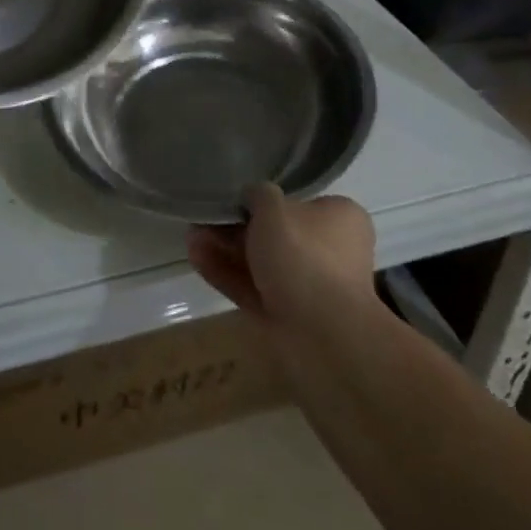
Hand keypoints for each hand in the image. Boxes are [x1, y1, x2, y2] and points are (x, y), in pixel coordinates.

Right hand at [187, 184, 375, 324]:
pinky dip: (227, 275)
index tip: (233, 200)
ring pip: (261, 264)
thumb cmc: (303, 255)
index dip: (264, 201)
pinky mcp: (289, 318)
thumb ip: (258, 194)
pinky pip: (254, 289)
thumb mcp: (273, 207)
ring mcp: (309, 288)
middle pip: (276, 235)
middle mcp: (330, 252)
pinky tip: (197, 260)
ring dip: (226, 251)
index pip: (300, 203)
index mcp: (339, 219)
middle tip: (204, 220)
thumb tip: (252, 196)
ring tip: (191, 238)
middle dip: (235, 228)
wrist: (322, 335)